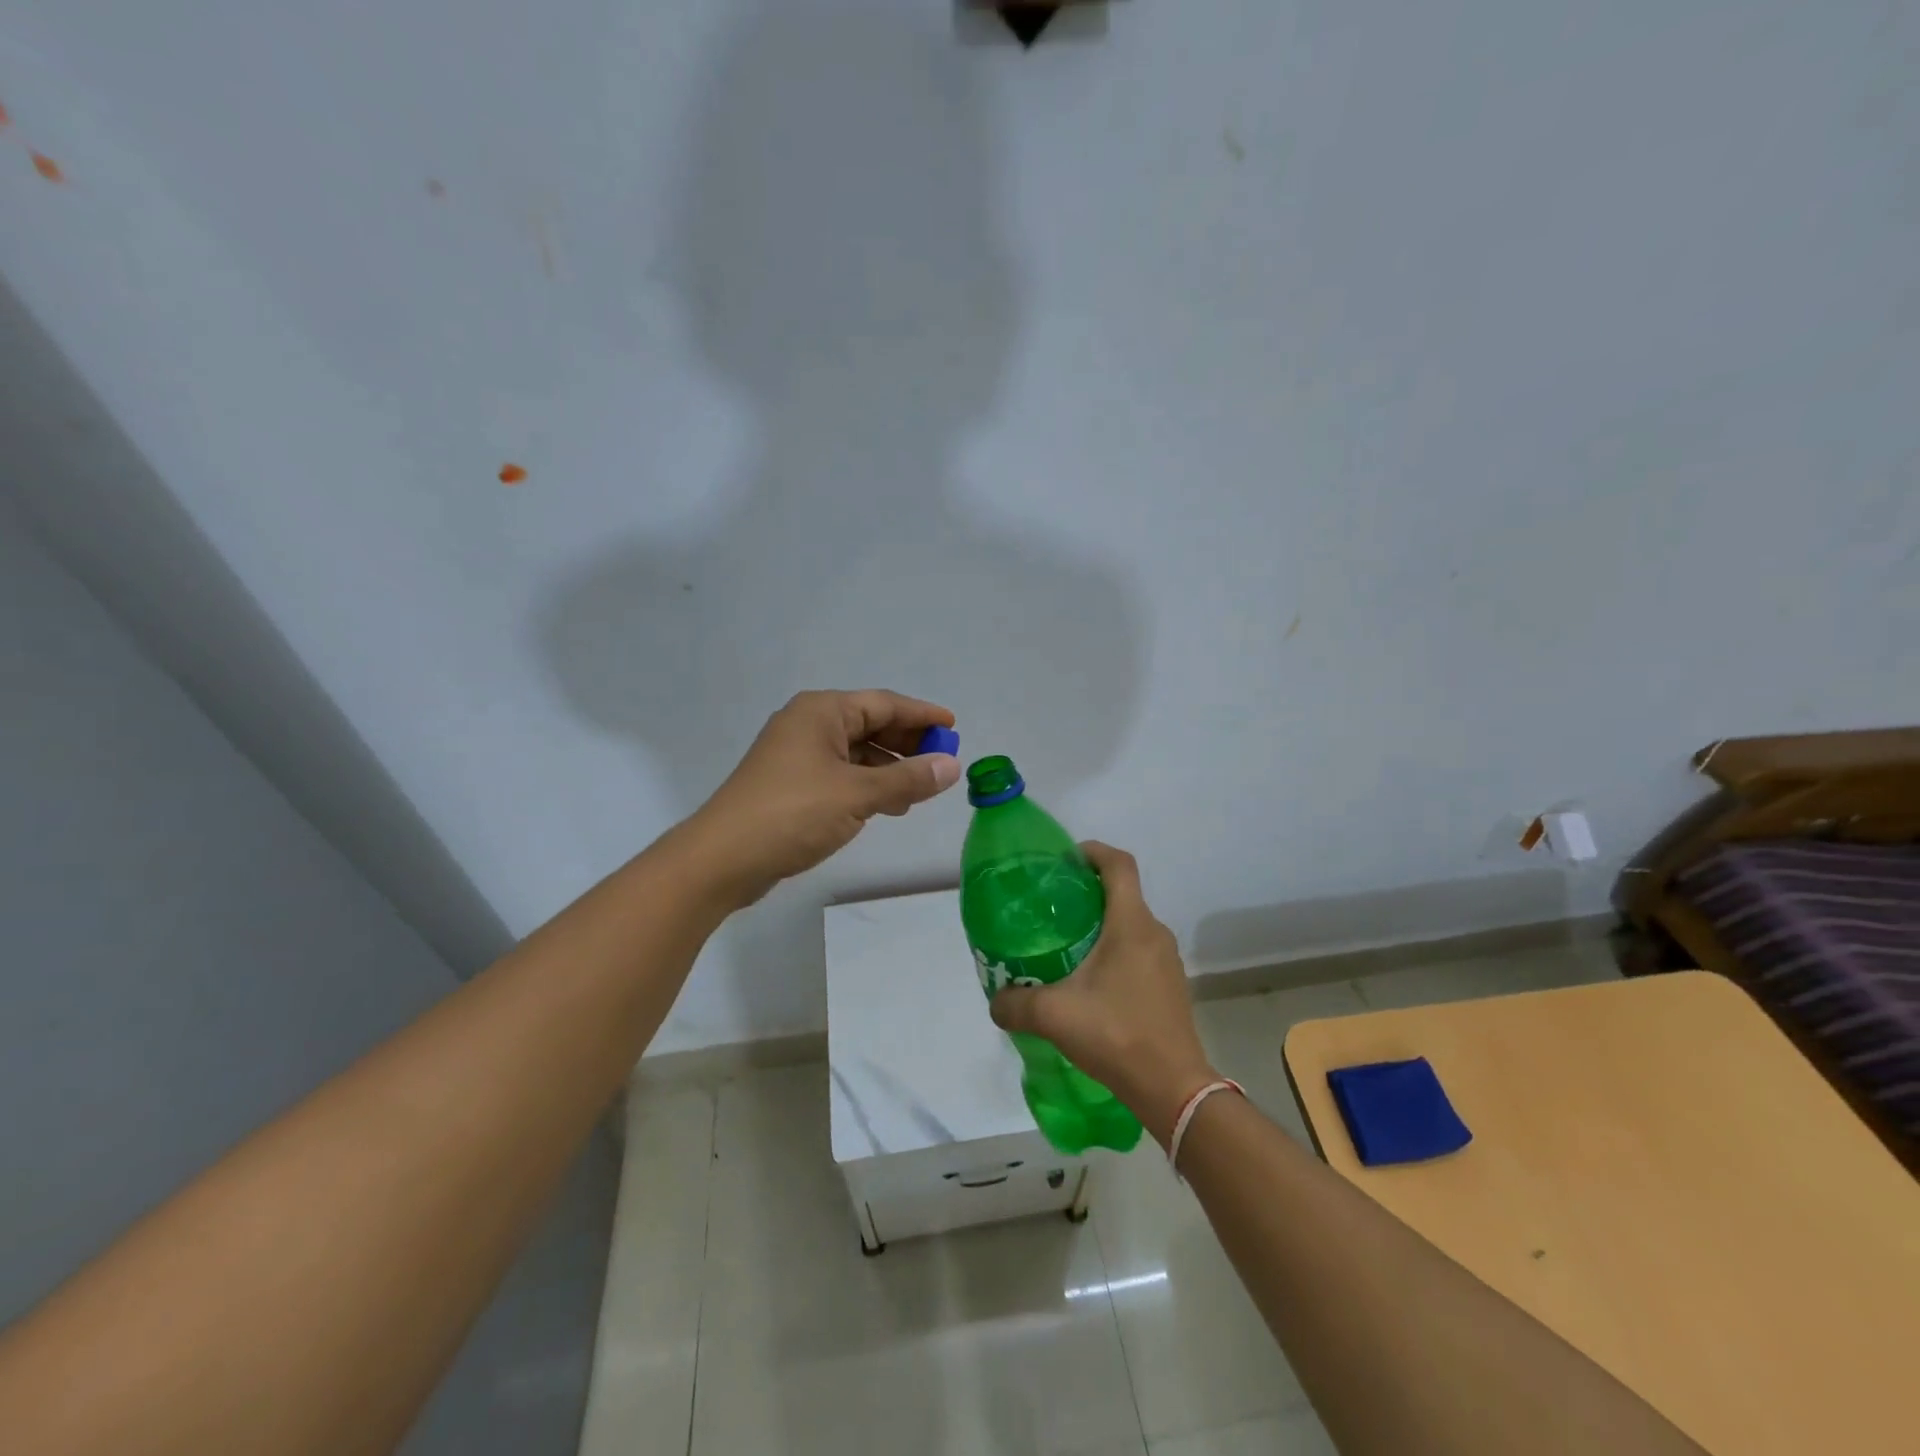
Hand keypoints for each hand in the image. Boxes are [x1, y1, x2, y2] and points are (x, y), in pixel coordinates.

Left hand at [682, 690, 960, 908]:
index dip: (922, 715)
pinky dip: (867, 785)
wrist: (723, 859)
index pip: (883, 703)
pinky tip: (887, 806)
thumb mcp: (858, 795)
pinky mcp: (791, 785)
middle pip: (869, 724)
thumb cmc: (792, 813)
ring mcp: (797, 755)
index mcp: (822, 712)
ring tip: (920, 790)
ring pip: (856, 752)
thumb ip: (908, 779)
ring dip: (889, 768)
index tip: (954, 727)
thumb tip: (952, 766)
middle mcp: (808, 725)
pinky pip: (841, 774)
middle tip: (942, 762)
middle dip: (907, 743)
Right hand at [989, 842, 1218, 1146]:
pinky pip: (1138, 950)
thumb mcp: (1054, 1016)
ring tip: (1064, 944)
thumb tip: (996, 1000)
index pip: (1119, 864)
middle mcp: (1154, 933)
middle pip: (1122, 893)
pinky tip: (1089, 982)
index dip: (1091, 851)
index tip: (1063, 860)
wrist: (1173, 1088)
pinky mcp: (1169, 985)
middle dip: (1086, 892)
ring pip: (1130, 924)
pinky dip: (1113, 951)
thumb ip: (1016, 1003)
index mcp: (1131, 924)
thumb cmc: (1116, 1035)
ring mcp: (1166, 960)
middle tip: (1049, 907)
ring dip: (1100, 924)